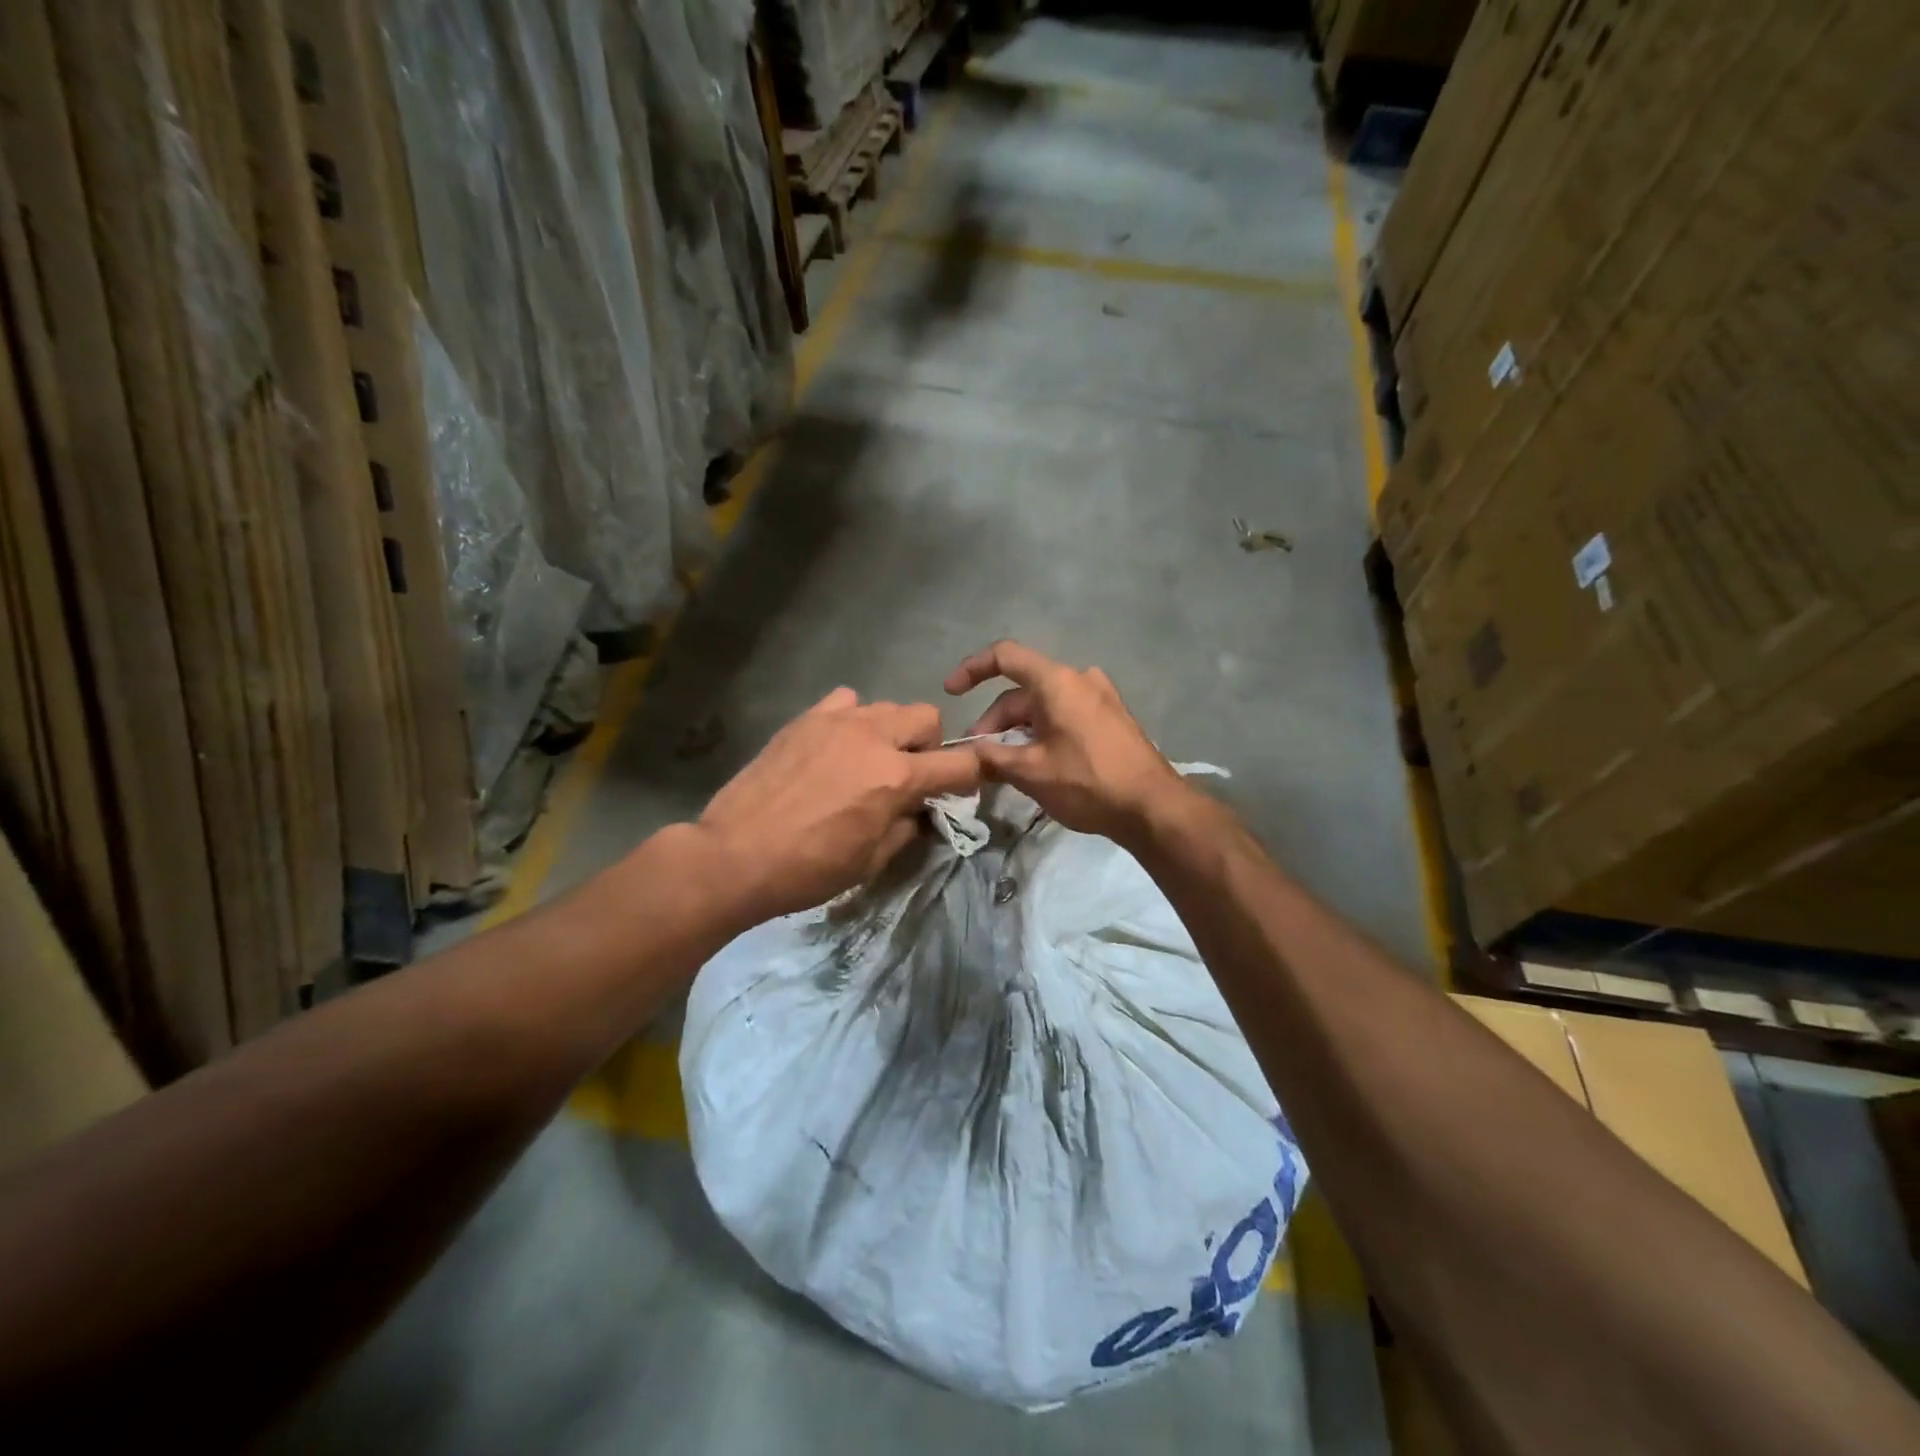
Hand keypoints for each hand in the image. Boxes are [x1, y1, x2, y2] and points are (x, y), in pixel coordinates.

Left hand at [695, 688, 981, 922]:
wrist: (735, 855)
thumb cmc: (808, 869)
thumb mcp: (871, 861)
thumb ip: (907, 828)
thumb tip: (920, 812)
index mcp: (897, 777)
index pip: (960, 763)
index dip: (970, 777)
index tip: (960, 791)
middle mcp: (874, 738)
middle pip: (927, 717)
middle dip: (930, 746)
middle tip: (909, 776)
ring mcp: (837, 722)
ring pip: (887, 707)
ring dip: (891, 732)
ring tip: (868, 761)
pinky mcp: (805, 719)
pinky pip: (846, 701)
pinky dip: (853, 719)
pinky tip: (836, 746)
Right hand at [943, 641, 1191, 845]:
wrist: (1153, 807)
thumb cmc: (1088, 782)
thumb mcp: (1031, 773)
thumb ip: (992, 758)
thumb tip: (967, 754)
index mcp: (1057, 682)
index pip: (1005, 656)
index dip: (972, 669)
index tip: (951, 693)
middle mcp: (1079, 680)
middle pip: (1022, 690)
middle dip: (994, 720)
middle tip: (978, 756)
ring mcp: (1099, 698)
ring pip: (1043, 706)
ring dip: (1017, 730)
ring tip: (1003, 765)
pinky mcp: (1111, 719)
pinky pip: (1065, 716)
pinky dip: (1042, 732)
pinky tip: (1035, 763)